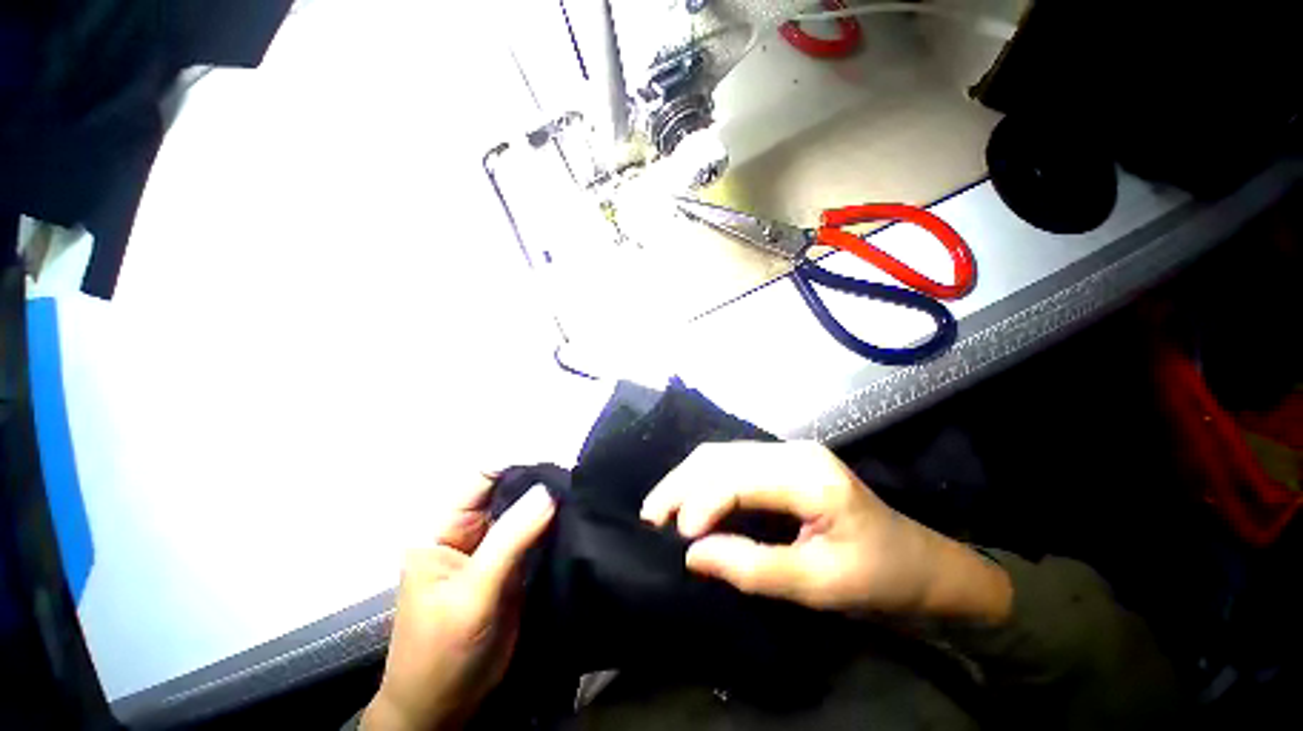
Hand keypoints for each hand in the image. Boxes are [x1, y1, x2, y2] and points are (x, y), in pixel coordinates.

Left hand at [363, 477, 554, 730]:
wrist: (445, 707)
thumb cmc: (442, 650)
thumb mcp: (473, 593)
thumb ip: (510, 539)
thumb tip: (548, 491)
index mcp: (442, 528)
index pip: (482, 478)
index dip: (517, 465)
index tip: (557, 464)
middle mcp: (468, 530)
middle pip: (507, 491)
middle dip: (539, 483)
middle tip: (577, 481)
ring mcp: (491, 548)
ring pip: (524, 511)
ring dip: (549, 504)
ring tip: (582, 495)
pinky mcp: (511, 565)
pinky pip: (535, 534)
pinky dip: (554, 526)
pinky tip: (576, 519)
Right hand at [641, 442, 1010, 622]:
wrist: (921, 563)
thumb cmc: (879, 577)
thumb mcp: (819, 584)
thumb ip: (753, 568)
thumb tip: (692, 554)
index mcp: (809, 475)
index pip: (737, 478)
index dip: (701, 503)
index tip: (678, 541)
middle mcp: (792, 451)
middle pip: (721, 456)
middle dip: (680, 485)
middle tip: (650, 517)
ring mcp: (787, 452)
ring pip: (721, 455)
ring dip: (686, 479)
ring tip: (659, 508)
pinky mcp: (782, 463)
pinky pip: (731, 463)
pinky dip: (703, 480)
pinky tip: (688, 498)